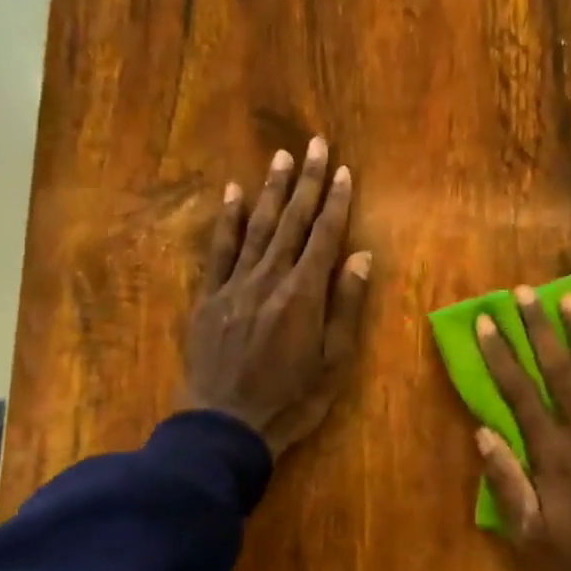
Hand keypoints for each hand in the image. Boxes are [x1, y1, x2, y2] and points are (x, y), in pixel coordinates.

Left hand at [184, 137, 371, 457]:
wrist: (225, 426)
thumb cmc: (290, 400)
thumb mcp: (333, 362)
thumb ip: (346, 306)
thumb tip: (360, 255)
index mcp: (303, 294)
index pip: (324, 236)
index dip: (336, 202)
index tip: (344, 171)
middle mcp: (269, 278)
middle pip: (293, 221)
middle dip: (307, 181)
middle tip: (316, 144)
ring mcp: (235, 284)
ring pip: (257, 226)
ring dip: (272, 189)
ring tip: (281, 156)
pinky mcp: (209, 297)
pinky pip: (220, 250)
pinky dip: (228, 219)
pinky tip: (233, 193)